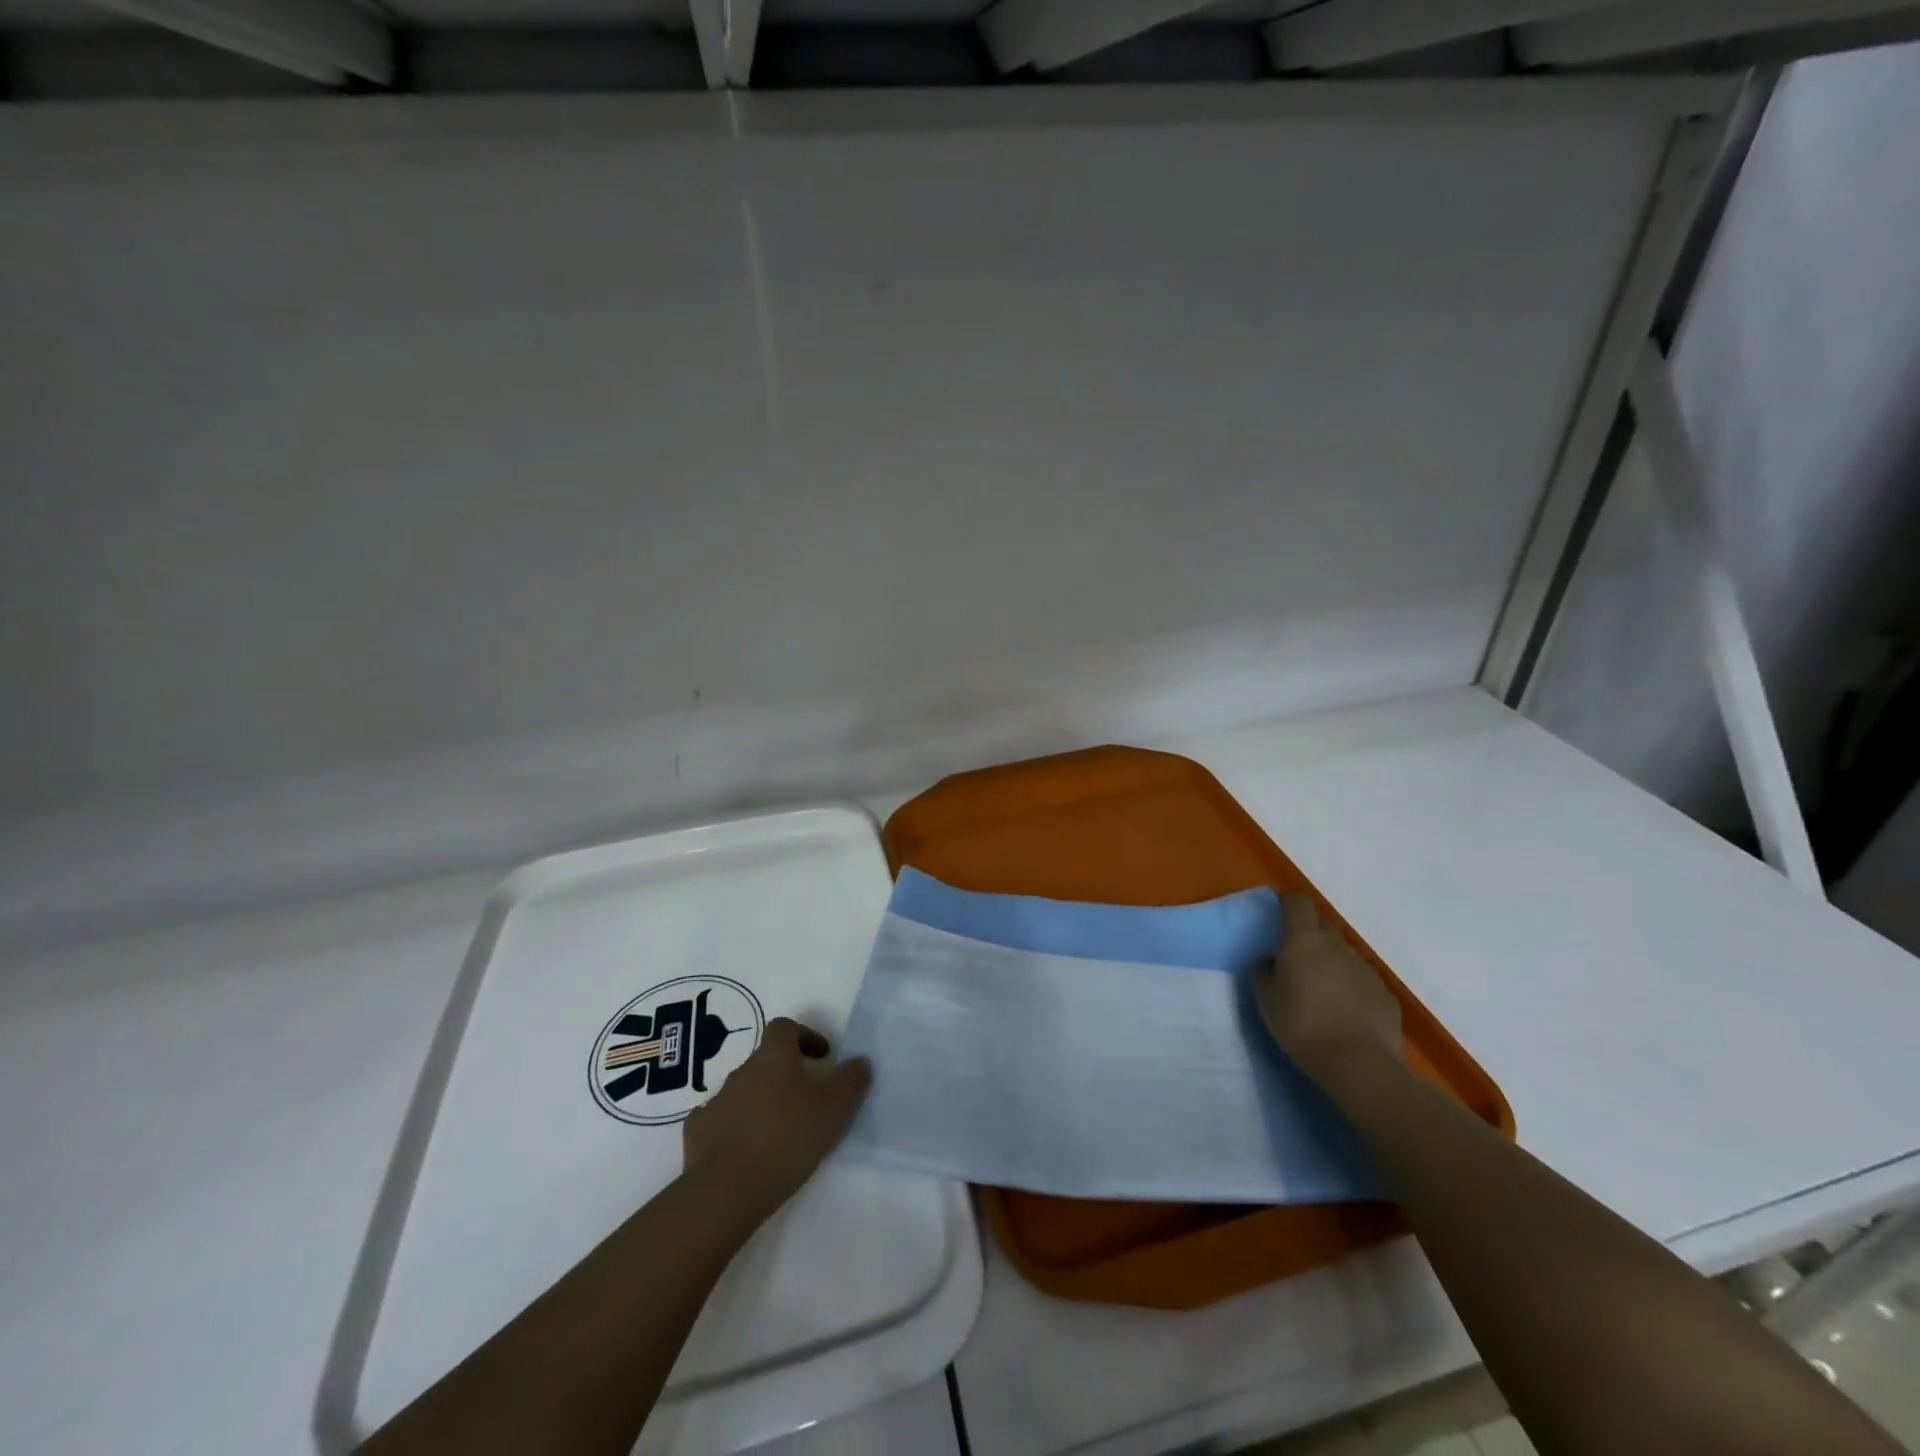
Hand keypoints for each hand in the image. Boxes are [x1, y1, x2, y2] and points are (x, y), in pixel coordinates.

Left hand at [680, 1017, 871, 1225]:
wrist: (726, 1190)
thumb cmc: (787, 1139)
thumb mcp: (834, 1110)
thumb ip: (850, 1081)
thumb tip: (859, 1060)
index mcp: (773, 1057)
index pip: (784, 1027)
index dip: (804, 1036)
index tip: (821, 1058)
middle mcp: (741, 1070)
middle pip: (764, 1060)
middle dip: (784, 1074)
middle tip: (805, 1101)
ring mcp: (715, 1101)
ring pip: (742, 1091)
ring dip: (759, 1102)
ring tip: (777, 1132)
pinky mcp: (697, 1133)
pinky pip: (719, 1120)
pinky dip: (733, 1128)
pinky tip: (745, 1152)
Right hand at [1253, 894, 1402, 1093]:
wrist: (1359, 1064)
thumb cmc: (1302, 1025)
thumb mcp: (1266, 1000)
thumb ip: (1261, 972)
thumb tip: (1265, 960)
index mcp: (1304, 940)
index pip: (1298, 902)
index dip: (1287, 904)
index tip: (1277, 916)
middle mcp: (1337, 946)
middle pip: (1322, 926)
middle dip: (1309, 936)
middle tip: (1295, 960)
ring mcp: (1365, 969)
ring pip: (1344, 954)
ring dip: (1331, 962)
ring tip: (1321, 991)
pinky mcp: (1385, 994)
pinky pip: (1362, 980)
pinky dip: (1351, 986)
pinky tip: (1345, 1012)